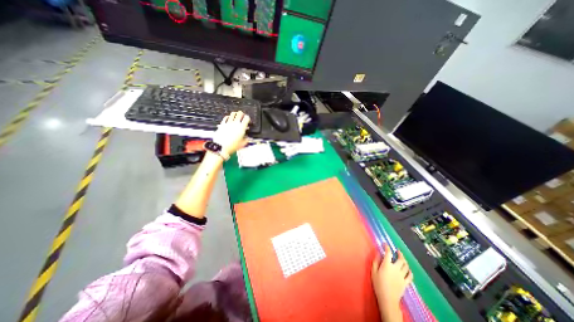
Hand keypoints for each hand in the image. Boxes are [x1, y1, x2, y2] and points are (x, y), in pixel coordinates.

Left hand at [214, 111, 249, 155]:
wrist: (221, 147)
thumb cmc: (231, 146)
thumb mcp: (242, 144)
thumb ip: (246, 140)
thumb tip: (248, 138)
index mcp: (241, 127)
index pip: (246, 118)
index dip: (248, 118)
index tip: (248, 120)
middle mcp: (235, 123)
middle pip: (239, 113)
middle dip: (242, 114)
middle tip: (242, 116)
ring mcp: (228, 123)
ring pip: (232, 114)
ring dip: (235, 114)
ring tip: (236, 116)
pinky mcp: (222, 124)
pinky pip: (226, 117)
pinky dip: (228, 117)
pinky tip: (229, 119)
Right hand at [373, 244, 412, 318]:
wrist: (387, 298)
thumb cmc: (378, 284)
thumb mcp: (373, 271)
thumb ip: (376, 261)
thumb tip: (378, 253)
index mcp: (387, 265)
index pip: (388, 253)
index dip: (387, 247)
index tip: (385, 244)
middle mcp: (396, 268)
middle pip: (400, 259)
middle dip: (399, 253)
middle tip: (397, 250)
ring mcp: (402, 276)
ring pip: (406, 266)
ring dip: (405, 261)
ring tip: (402, 258)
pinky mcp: (406, 283)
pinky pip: (410, 276)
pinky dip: (410, 271)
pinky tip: (408, 269)